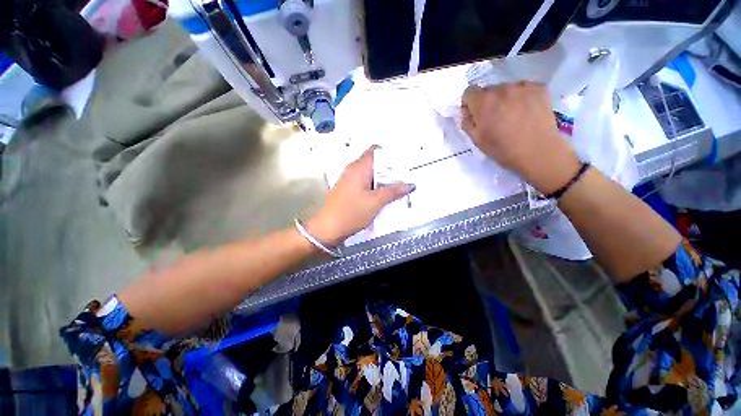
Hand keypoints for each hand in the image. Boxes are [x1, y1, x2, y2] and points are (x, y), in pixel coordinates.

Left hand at [305, 146, 414, 246]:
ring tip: (397, 187)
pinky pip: (366, 182)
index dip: (391, 155)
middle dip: (390, 169)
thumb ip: (393, 192)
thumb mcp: (375, 203)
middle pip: (375, 162)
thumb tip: (409, 185)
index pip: (377, 151)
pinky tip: (384, 196)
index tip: (403, 163)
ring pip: (371, 174)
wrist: (328, 229)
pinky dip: (376, 186)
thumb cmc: (351, 213)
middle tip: (404, 177)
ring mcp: (350, 179)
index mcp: (359, 168)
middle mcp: (353, 170)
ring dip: (383, 179)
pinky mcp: (349, 189)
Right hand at [461, 82, 580, 194]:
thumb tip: (465, 112)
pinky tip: (525, 112)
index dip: (469, 103)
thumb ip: (467, 123)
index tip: (474, 114)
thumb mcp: (477, 140)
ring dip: (505, 99)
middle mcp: (502, 88)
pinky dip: (521, 97)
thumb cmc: (502, 149)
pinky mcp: (540, 88)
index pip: (469, 91)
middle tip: (494, 118)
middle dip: (487, 102)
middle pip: (488, 90)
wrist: (538, 152)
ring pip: (506, 89)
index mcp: (483, 102)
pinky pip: (524, 89)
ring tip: (512, 116)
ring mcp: (523, 86)